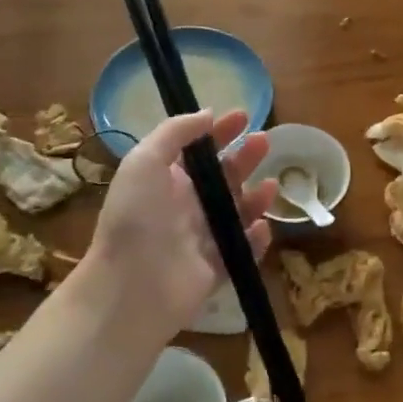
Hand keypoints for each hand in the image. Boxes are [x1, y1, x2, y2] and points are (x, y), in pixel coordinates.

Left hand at [84, 109, 276, 341]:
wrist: (131, 287)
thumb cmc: (136, 217)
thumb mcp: (144, 161)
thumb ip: (175, 132)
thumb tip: (207, 114)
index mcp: (167, 182)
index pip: (198, 151)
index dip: (220, 132)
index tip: (244, 116)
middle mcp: (186, 208)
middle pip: (224, 178)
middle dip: (245, 159)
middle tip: (264, 142)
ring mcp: (202, 240)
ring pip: (238, 213)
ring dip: (256, 198)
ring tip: (271, 187)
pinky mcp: (217, 269)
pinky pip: (242, 250)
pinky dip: (255, 239)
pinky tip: (260, 228)